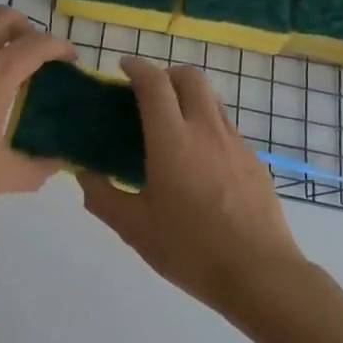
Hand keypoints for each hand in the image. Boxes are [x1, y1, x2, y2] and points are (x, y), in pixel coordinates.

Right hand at [79, 58, 305, 313]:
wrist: (259, 274)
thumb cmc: (190, 250)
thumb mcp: (134, 228)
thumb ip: (102, 197)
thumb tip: (83, 174)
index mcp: (172, 141)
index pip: (154, 83)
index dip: (136, 68)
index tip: (122, 68)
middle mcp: (205, 130)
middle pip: (190, 77)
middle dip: (166, 74)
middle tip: (148, 95)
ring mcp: (235, 143)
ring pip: (212, 99)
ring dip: (189, 97)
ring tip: (172, 125)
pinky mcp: (254, 160)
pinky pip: (226, 126)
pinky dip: (206, 124)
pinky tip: (198, 159)